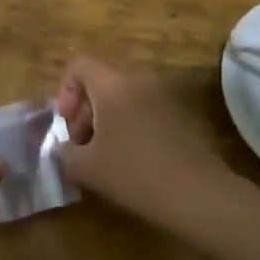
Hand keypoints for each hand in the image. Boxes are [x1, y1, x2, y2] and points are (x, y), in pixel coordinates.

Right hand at [55, 56, 234, 232]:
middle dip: (85, 110)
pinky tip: (133, 159)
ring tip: (106, 155)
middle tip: (83, 145)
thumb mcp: (87, 168)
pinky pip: (144, 108)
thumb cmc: (135, 174)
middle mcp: (139, 79)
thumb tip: (61, 149)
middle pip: (101, 81)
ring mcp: (164, 94)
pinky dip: (131, 125)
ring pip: (123, 95)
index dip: (65, 91)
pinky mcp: (181, 113)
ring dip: (108, 119)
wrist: (199, 195)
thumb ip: (64, 153)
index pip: (79, 65)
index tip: (68, 124)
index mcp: (112, 84)